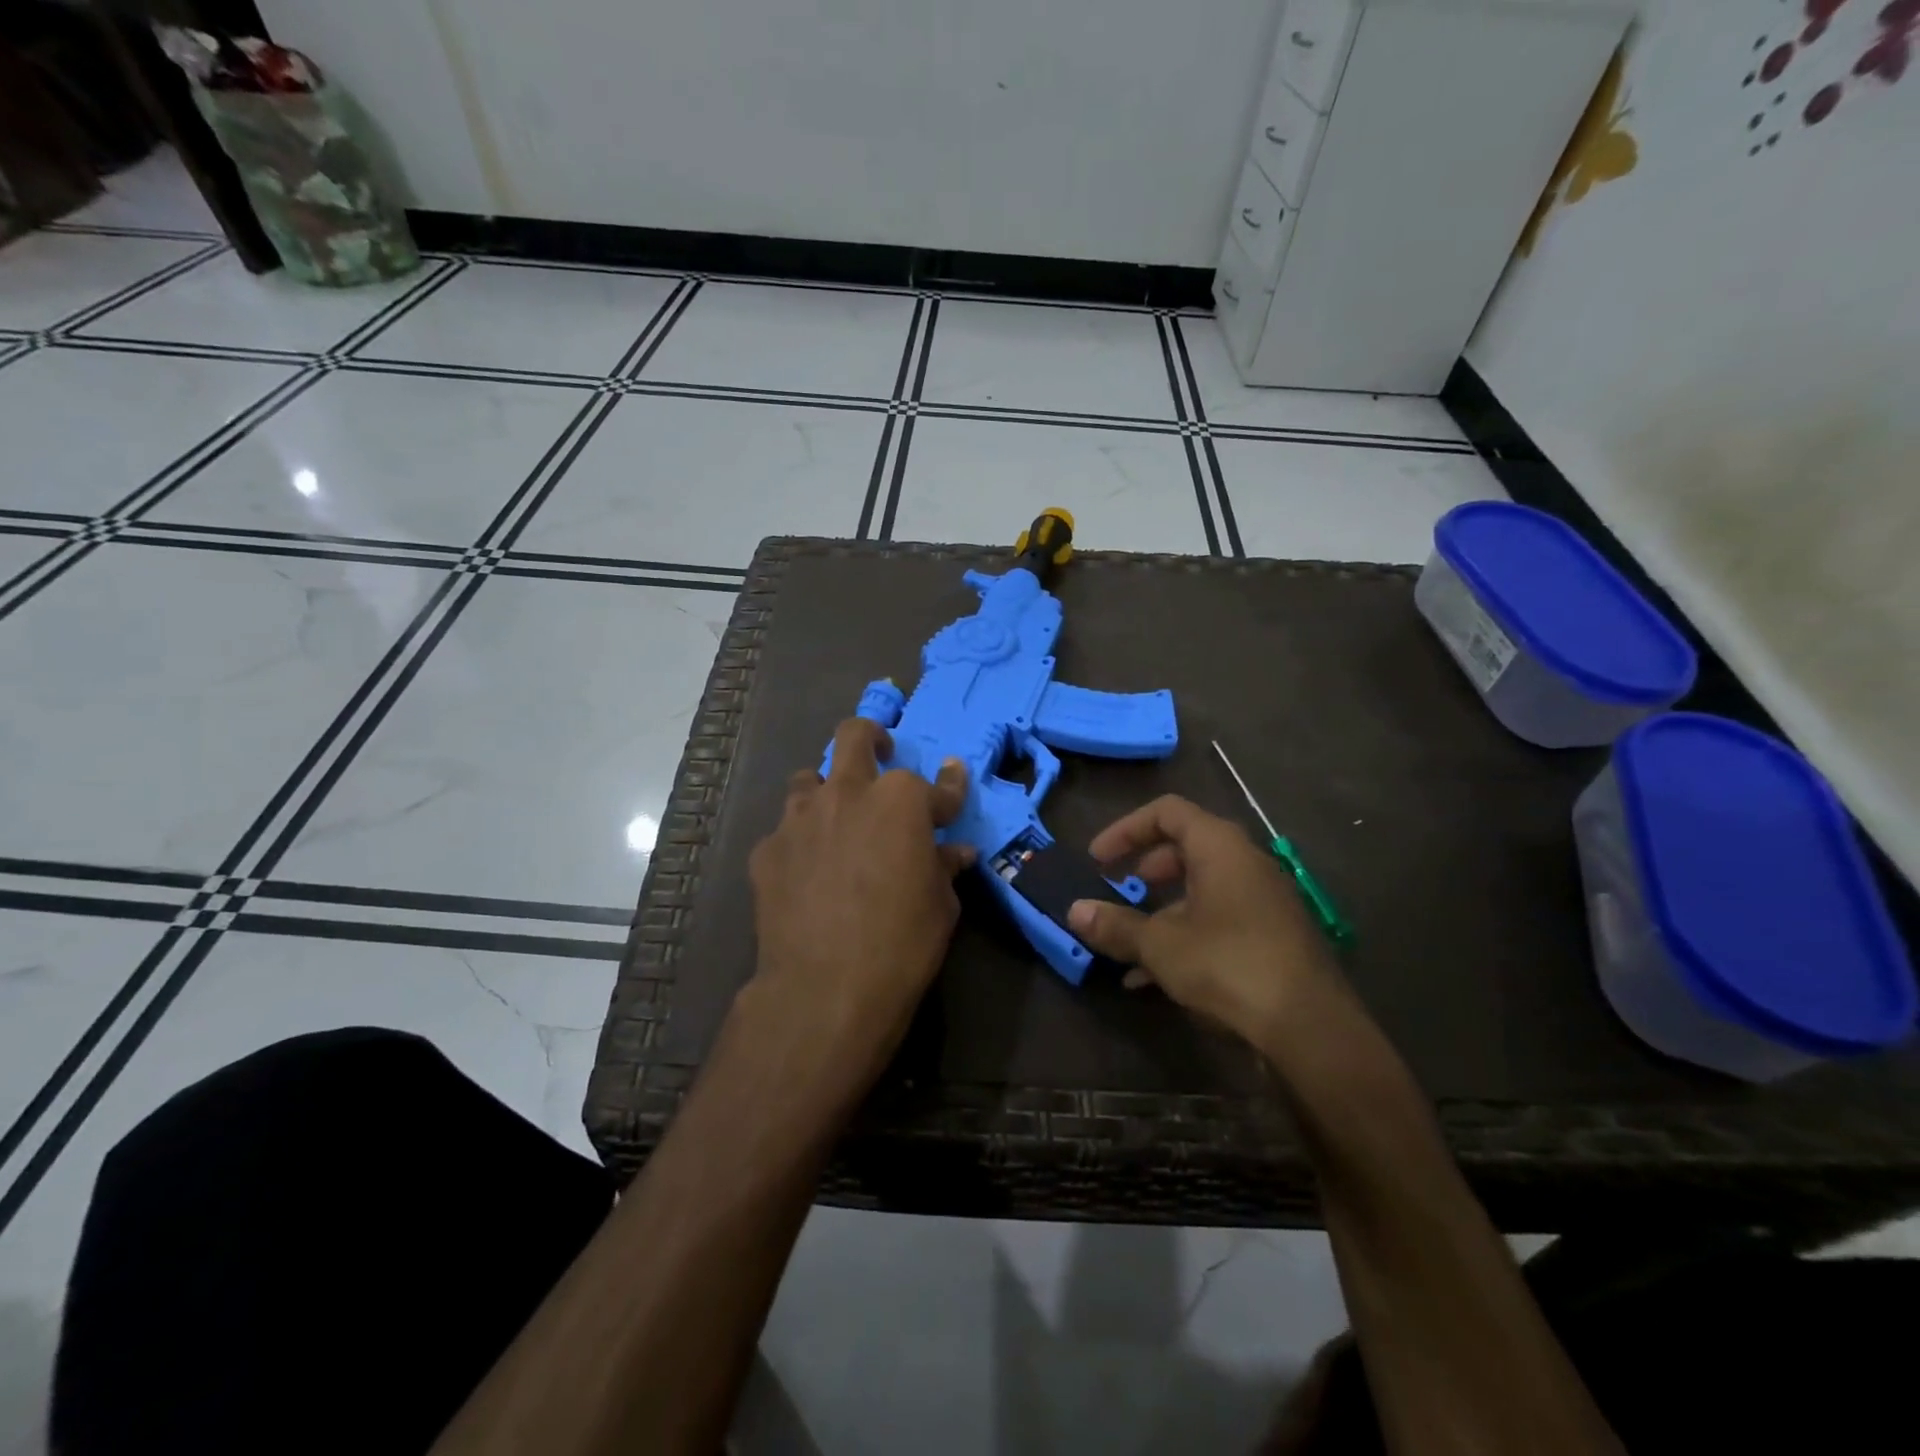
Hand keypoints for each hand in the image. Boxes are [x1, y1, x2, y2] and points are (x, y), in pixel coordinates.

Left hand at [747, 718, 972, 1078]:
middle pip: (855, 737)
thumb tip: (954, 852)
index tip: (952, 782)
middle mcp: (848, 793)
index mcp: (901, 800)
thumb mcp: (941, 905)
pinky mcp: (768, 849)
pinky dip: (801, 842)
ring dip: (827, 791)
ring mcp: (801, 818)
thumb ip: (943, 866)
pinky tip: (805, 872)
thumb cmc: (902, 943)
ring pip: (810, 779)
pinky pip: (786, 832)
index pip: (937, 784)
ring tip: (834, 819)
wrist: (825, 988)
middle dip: (872, 738)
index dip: (950, 786)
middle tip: (880, 754)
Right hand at [1067, 795, 1336, 1044]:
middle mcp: (1246, 863)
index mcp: (1220, 847)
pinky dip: (1185, 934)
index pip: (1167, 812)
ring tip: (1130, 941)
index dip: (1125, 829)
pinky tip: (1155, 976)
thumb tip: (1073, 911)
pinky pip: (1219, 919)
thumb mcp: (1161, 945)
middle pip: (1186, 847)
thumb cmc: (1229, 964)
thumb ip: (1115, 925)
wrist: (1311, 1027)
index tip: (1097, 859)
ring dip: (1162, 909)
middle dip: (1145, 867)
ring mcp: (1264, 900)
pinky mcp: (1272, 935)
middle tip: (1118, 889)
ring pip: (1202, 888)